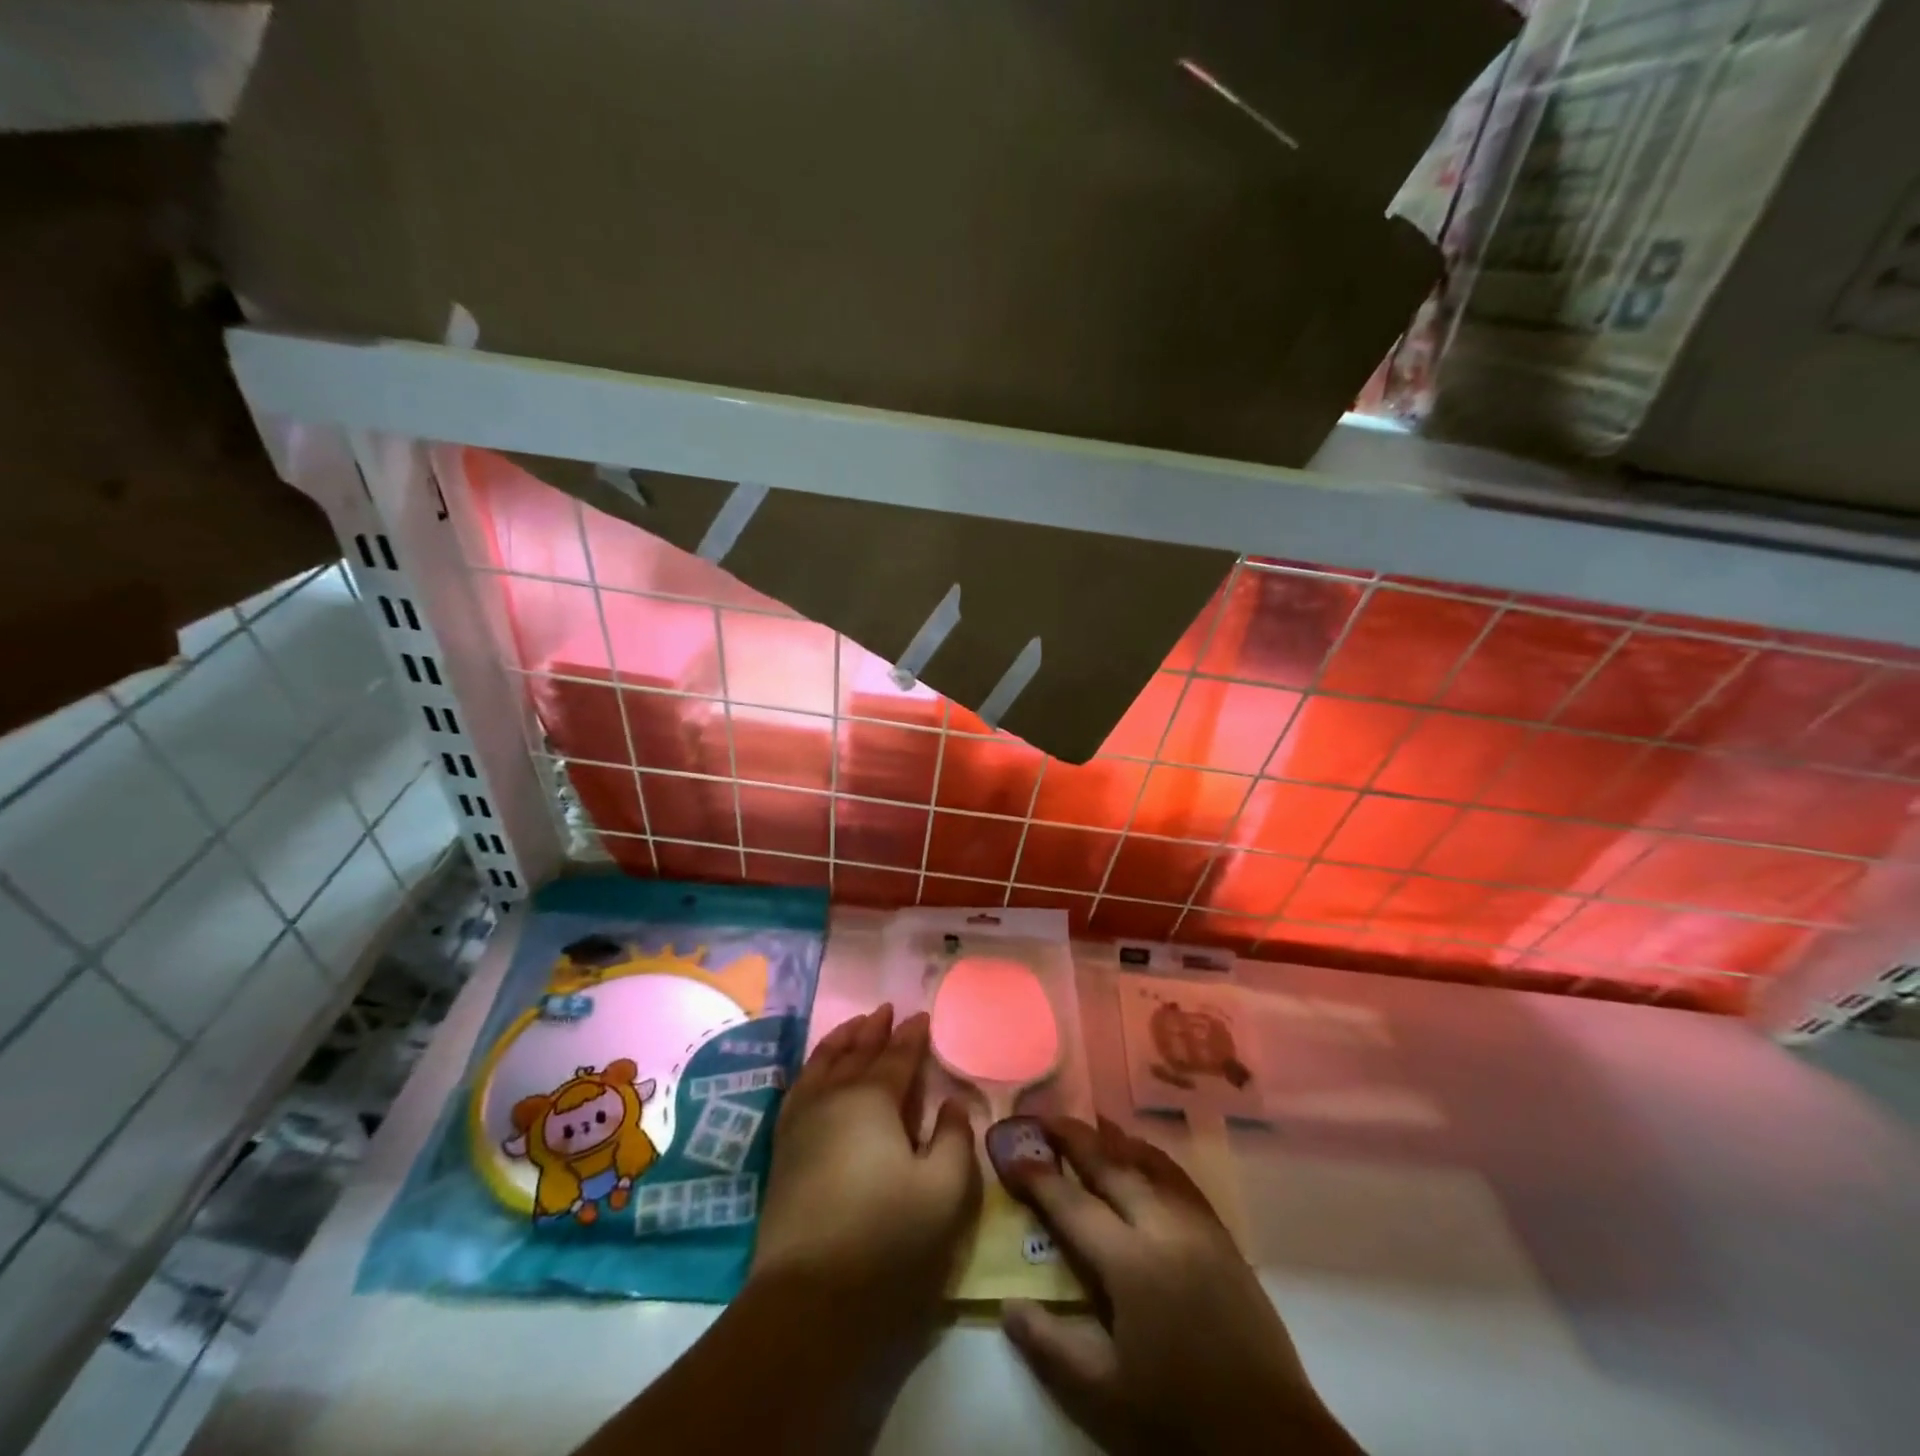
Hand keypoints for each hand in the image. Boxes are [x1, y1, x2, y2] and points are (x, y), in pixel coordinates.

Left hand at [752, 1004, 980, 1347]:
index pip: (897, 1057)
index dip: (912, 1036)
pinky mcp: (783, 1149)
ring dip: (840, 1041)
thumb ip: (955, 1139)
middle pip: (856, 1052)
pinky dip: (812, 1068)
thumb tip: (953, 1103)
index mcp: (873, 1099)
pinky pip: (799, 1088)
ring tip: (853, 1026)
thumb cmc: (886, 1237)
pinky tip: (816, 1072)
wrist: (808, 1297)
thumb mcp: (944, 1190)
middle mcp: (833, 1097)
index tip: (922, 1016)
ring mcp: (802, 1121)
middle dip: (874, 1029)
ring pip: (822, 1064)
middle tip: (886, 1009)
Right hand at [999, 1116, 1361, 1455]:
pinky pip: (1179, 1177)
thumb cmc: (1178, 1415)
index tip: (1011, 1153)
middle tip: (1045, 1118)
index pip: (1071, 1204)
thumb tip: (1008, 1305)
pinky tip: (1142, 1153)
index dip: (1037, 1177)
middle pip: (1110, 1166)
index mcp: (1128, 1262)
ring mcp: (1195, 1225)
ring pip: (1147, 1163)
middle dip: (1074, 1138)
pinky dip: (1152, 1156)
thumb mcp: (1104, 1395)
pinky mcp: (1220, 1234)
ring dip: (1114, 1139)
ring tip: (1089, 1122)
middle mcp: (1161, 1227)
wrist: (1270, 1438)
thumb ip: (1051, 1346)